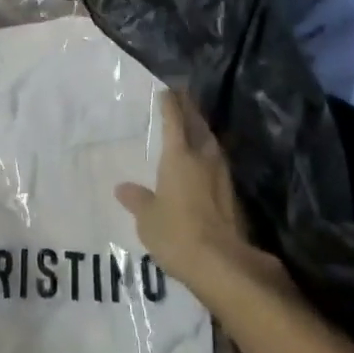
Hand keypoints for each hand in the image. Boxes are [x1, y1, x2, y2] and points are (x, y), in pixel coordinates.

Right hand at [115, 90, 284, 301]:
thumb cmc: (176, 233)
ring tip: (193, 125)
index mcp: (179, 156)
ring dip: (202, 130)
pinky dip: (208, 153)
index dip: (170, 103)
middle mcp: (203, 158)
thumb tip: (123, 187)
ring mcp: (221, 175)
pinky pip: (217, 162)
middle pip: (198, 125)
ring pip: (211, 142)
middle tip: (183, 97)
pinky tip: (203, 161)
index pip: (174, 120)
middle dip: (190, 109)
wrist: (222, 262)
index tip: (167, 90)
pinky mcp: (230, 194)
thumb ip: (137, 199)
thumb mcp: (147, 218)